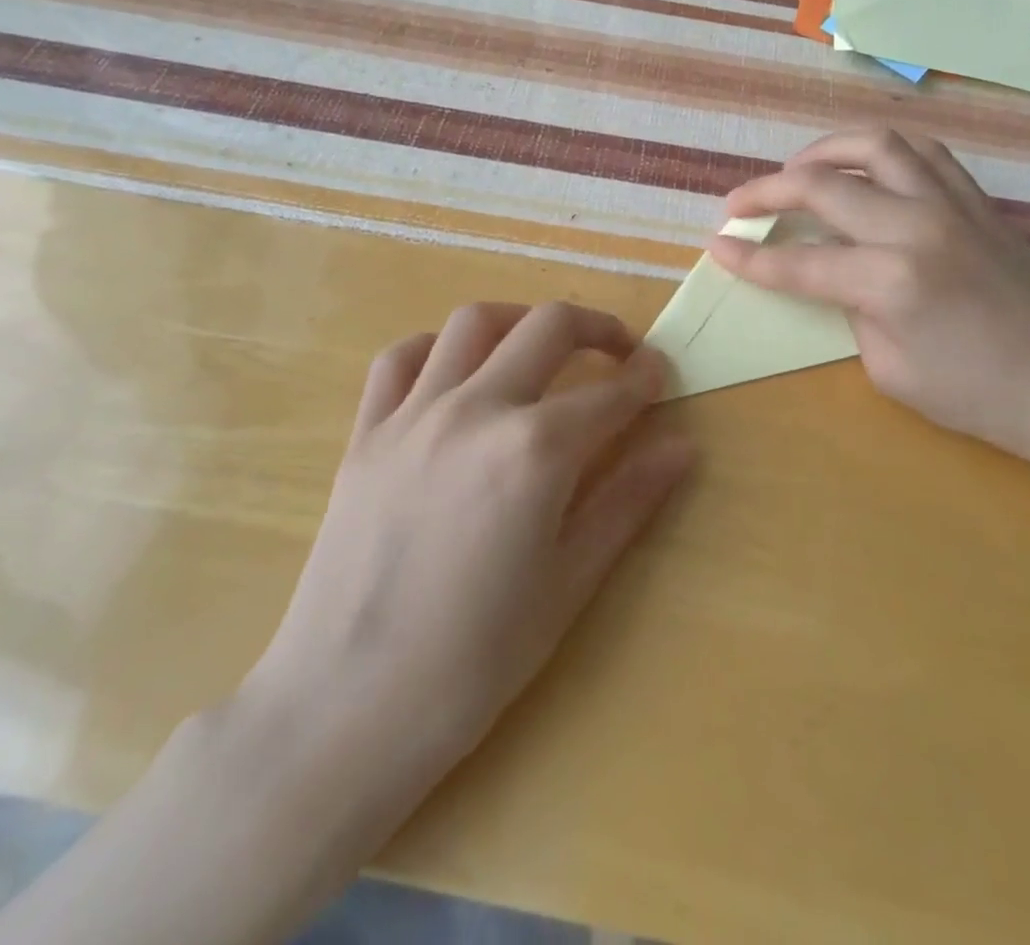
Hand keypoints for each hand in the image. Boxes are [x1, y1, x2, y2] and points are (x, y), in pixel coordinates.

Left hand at [229, 301, 694, 822]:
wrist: (346, 709)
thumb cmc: (475, 660)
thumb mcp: (569, 583)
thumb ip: (628, 501)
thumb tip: (683, 448)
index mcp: (535, 451)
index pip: (609, 393)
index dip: (645, 378)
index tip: (660, 374)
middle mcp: (477, 410)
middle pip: (548, 327)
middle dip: (597, 327)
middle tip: (619, 351)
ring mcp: (413, 415)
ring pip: (474, 322)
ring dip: (521, 320)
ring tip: (542, 346)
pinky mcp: (365, 433)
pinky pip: (399, 358)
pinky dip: (438, 347)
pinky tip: (458, 373)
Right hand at [710, 129, 1029, 474]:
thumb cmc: (979, 397)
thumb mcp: (890, 370)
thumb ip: (851, 310)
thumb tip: (835, 275)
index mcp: (890, 279)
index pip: (798, 262)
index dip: (748, 257)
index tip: (715, 245)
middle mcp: (916, 225)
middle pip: (822, 185)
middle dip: (767, 190)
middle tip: (738, 203)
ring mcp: (952, 204)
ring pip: (875, 144)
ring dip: (823, 149)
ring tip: (797, 168)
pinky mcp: (978, 201)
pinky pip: (923, 153)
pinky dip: (881, 151)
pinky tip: (865, 169)